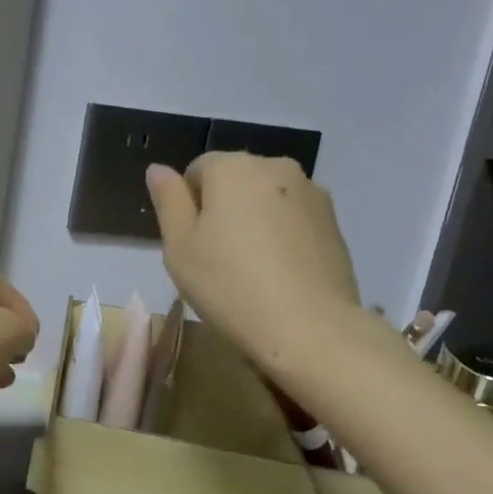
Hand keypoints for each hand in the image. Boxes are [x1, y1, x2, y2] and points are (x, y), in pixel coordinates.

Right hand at [146, 153, 361, 363]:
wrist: (309, 327)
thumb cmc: (229, 285)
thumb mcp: (179, 247)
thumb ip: (168, 200)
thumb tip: (158, 169)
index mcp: (233, 167)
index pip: (197, 170)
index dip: (188, 205)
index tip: (192, 244)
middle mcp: (275, 166)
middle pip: (235, 180)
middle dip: (223, 208)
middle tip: (217, 258)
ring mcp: (312, 192)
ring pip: (266, 199)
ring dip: (254, 220)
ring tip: (252, 268)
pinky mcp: (334, 221)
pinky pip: (293, 218)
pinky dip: (282, 235)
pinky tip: (279, 273)